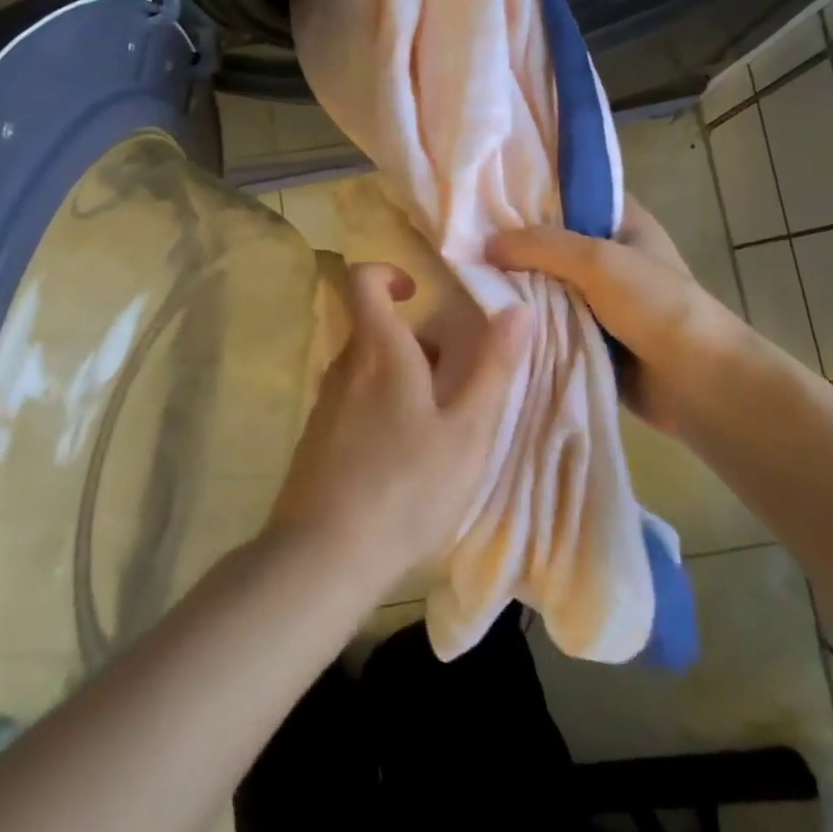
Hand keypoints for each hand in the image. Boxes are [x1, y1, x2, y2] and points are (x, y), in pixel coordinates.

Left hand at [267, 262, 529, 602]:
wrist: (323, 557)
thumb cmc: (406, 488)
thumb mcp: (467, 431)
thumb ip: (494, 368)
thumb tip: (517, 310)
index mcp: (378, 351)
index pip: (362, 280)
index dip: (387, 274)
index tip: (418, 296)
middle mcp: (344, 367)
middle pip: (375, 331)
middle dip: (416, 346)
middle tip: (454, 387)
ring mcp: (324, 404)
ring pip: (367, 372)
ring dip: (402, 383)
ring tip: (437, 432)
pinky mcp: (315, 439)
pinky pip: (353, 404)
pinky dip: (381, 412)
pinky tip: (402, 463)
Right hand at [486, 196, 752, 438]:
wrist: (699, 383)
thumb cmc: (656, 306)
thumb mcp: (598, 261)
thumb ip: (540, 246)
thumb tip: (485, 245)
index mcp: (622, 220)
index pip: (569, 192)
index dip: (530, 189)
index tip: (483, 192)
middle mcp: (609, 253)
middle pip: (551, 239)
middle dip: (513, 242)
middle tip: (462, 239)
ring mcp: (600, 296)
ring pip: (546, 281)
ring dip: (516, 284)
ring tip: (464, 276)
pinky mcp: (590, 333)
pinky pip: (550, 318)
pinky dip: (527, 318)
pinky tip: (489, 314)